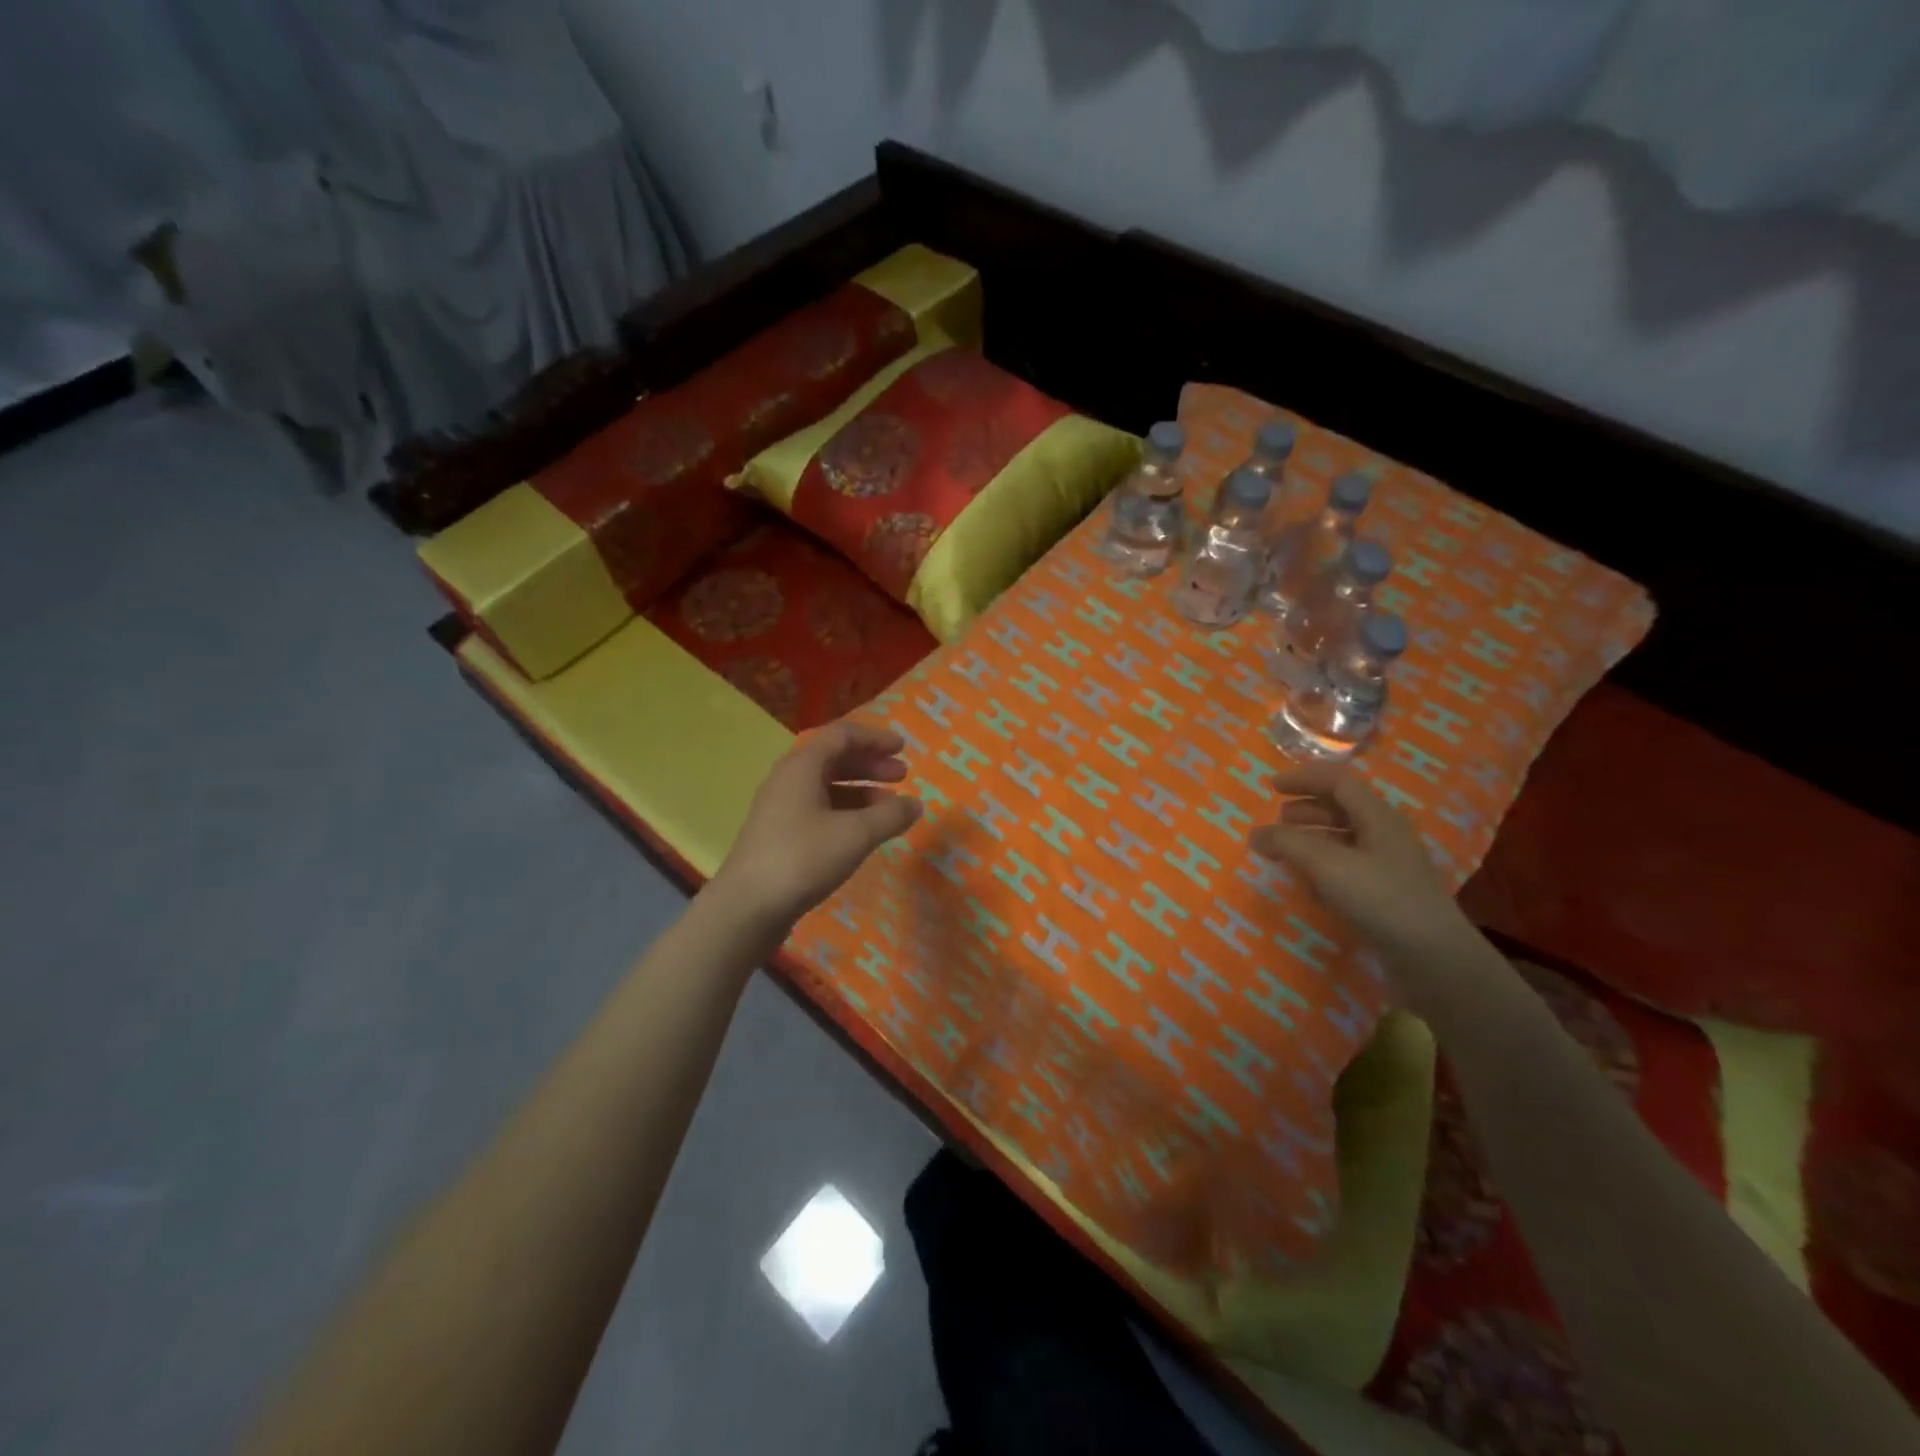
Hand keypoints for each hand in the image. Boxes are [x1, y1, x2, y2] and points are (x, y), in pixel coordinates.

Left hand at [711, 720, 922, 930]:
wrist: (747, 907)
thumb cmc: (803, 858)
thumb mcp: (856, 834)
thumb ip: (890, 815)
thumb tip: (915, 804)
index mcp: (802, 765)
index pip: (842, 735)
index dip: (874, 738)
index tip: (902, 748)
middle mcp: (788, 779)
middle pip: (834, 758)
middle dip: (870, 764)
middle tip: (902, 776)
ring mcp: (781, 808)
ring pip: (826, 786)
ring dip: (860, 790)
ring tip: (889, 807)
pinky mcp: (779, 834)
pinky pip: (819, 809)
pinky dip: (846, 811)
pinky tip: (863, 831)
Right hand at [1249, 764, 1470, 960]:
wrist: (1433, 957)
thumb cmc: (1379, 898)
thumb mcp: (1326, 864)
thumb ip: (1287, 843)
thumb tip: (1255, 833)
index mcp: (1378, 817)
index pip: (1338, 782)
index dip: (1303, 779)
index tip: (1271, 786)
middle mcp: (1386, 835)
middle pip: (1342, 809)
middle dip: (1306, 810)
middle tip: (1277, 820)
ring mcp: (1390, 867)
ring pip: (1345, 840)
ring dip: (1313, 839)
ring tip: (1286, 851)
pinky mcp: (1388, 896)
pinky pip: (1350, 868)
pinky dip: (1324, 867)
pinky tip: (1310, 885)